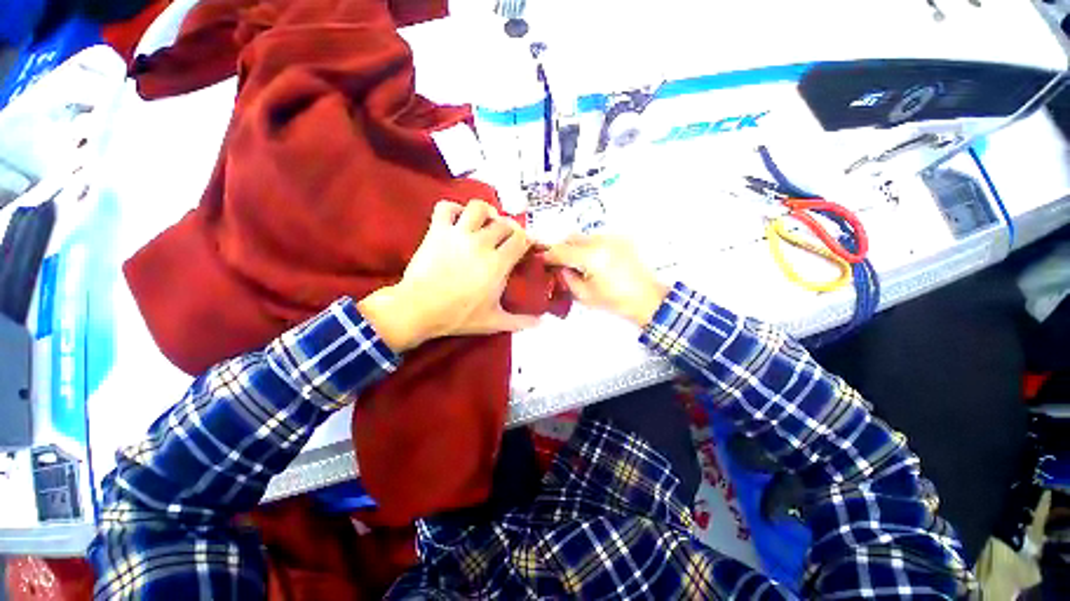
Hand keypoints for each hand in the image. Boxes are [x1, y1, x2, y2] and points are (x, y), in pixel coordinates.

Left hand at [359, 200, 538, 351]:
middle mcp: (481, 243)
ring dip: (487, 212)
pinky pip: (446, 208)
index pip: (521, 239)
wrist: (419, 309)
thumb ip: (520, 321)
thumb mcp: (494, 322)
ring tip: (487, 222)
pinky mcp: (437, 231)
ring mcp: (458, 234)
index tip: (526, 247)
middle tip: (508, 239)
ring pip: (478, 208)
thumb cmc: (458, 316)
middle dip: (511, 229)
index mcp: (497, 263)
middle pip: (504, 223)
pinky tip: (459, 218)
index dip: (528, 240)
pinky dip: (453, 208)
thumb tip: (541, 323)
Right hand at [544, 235, 667, 327]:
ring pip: (583, 236)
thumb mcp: (584, 295)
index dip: (548, 255)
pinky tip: (592, 261)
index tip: (541, 260)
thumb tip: (559, 268)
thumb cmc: (615, 301)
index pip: (562, 251)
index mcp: (592, 257)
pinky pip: (597, 238)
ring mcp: (612, 238)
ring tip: (577, 263)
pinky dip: (589, 246)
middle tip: (559, 263)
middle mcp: (601, 242)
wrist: (646, 298)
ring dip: (575, 247)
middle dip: (562, 249)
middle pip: (571, 238)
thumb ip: (567, 279)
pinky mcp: (620, 240)